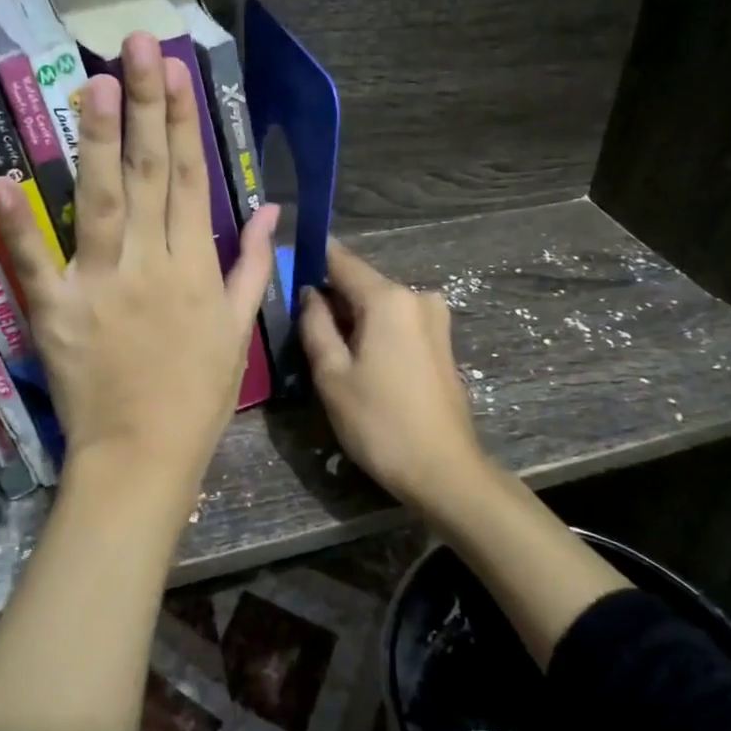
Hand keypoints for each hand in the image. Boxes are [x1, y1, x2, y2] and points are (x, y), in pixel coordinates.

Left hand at [0, 31, 276, 528]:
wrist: (144, 454)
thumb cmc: (197, 394)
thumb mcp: (238, 329)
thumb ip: (254, 266)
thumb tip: (274, 212)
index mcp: (197, 266)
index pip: (194, 179)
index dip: (187, 122)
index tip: (179, 72)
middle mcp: (152, 262)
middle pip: (152, 174)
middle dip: (146, 106)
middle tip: (136, 46)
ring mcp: (102, 284)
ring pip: (103, 201)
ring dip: (100, 141)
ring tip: (95, 85)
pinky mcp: (57, 311)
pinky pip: (36, 263)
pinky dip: (18, 224)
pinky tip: (1, 180)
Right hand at [298, 241, 501, 529]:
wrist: (444, 470)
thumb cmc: (379, 422)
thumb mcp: (331, 374)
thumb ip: (315, 324)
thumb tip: (309, 292)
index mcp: (388, 298)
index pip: (341, 260)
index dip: (311, 259)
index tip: (286, 269)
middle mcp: (417, 296)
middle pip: (361, 283)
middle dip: (331, 298)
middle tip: (300, 326)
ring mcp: (435, 318)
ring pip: (379, 305)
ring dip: (352, 318)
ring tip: (326, 352)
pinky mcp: (441, 341)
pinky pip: (397, 322)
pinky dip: (374, 332)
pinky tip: (359, 363)